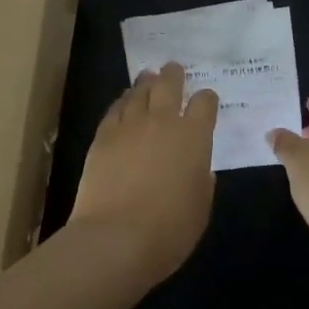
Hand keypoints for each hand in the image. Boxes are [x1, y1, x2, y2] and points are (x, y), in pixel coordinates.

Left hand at [68, 63, 217, 284]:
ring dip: (146, 83)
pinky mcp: (102, 138)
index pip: (205, 103)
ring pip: (138, 92)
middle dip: (173, 75)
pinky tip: (124, 102)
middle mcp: (163, 122)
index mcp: (194, 137)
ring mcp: (129, 127)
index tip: (206, 100)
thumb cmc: (169, 230)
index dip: (207, 99)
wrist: (116, 239)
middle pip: (169, 85)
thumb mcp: (200, 207)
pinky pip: (114, 109)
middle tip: (173, 69)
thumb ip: (202, 181)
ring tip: (148, 78)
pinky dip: (122, 102)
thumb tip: (198, 168)